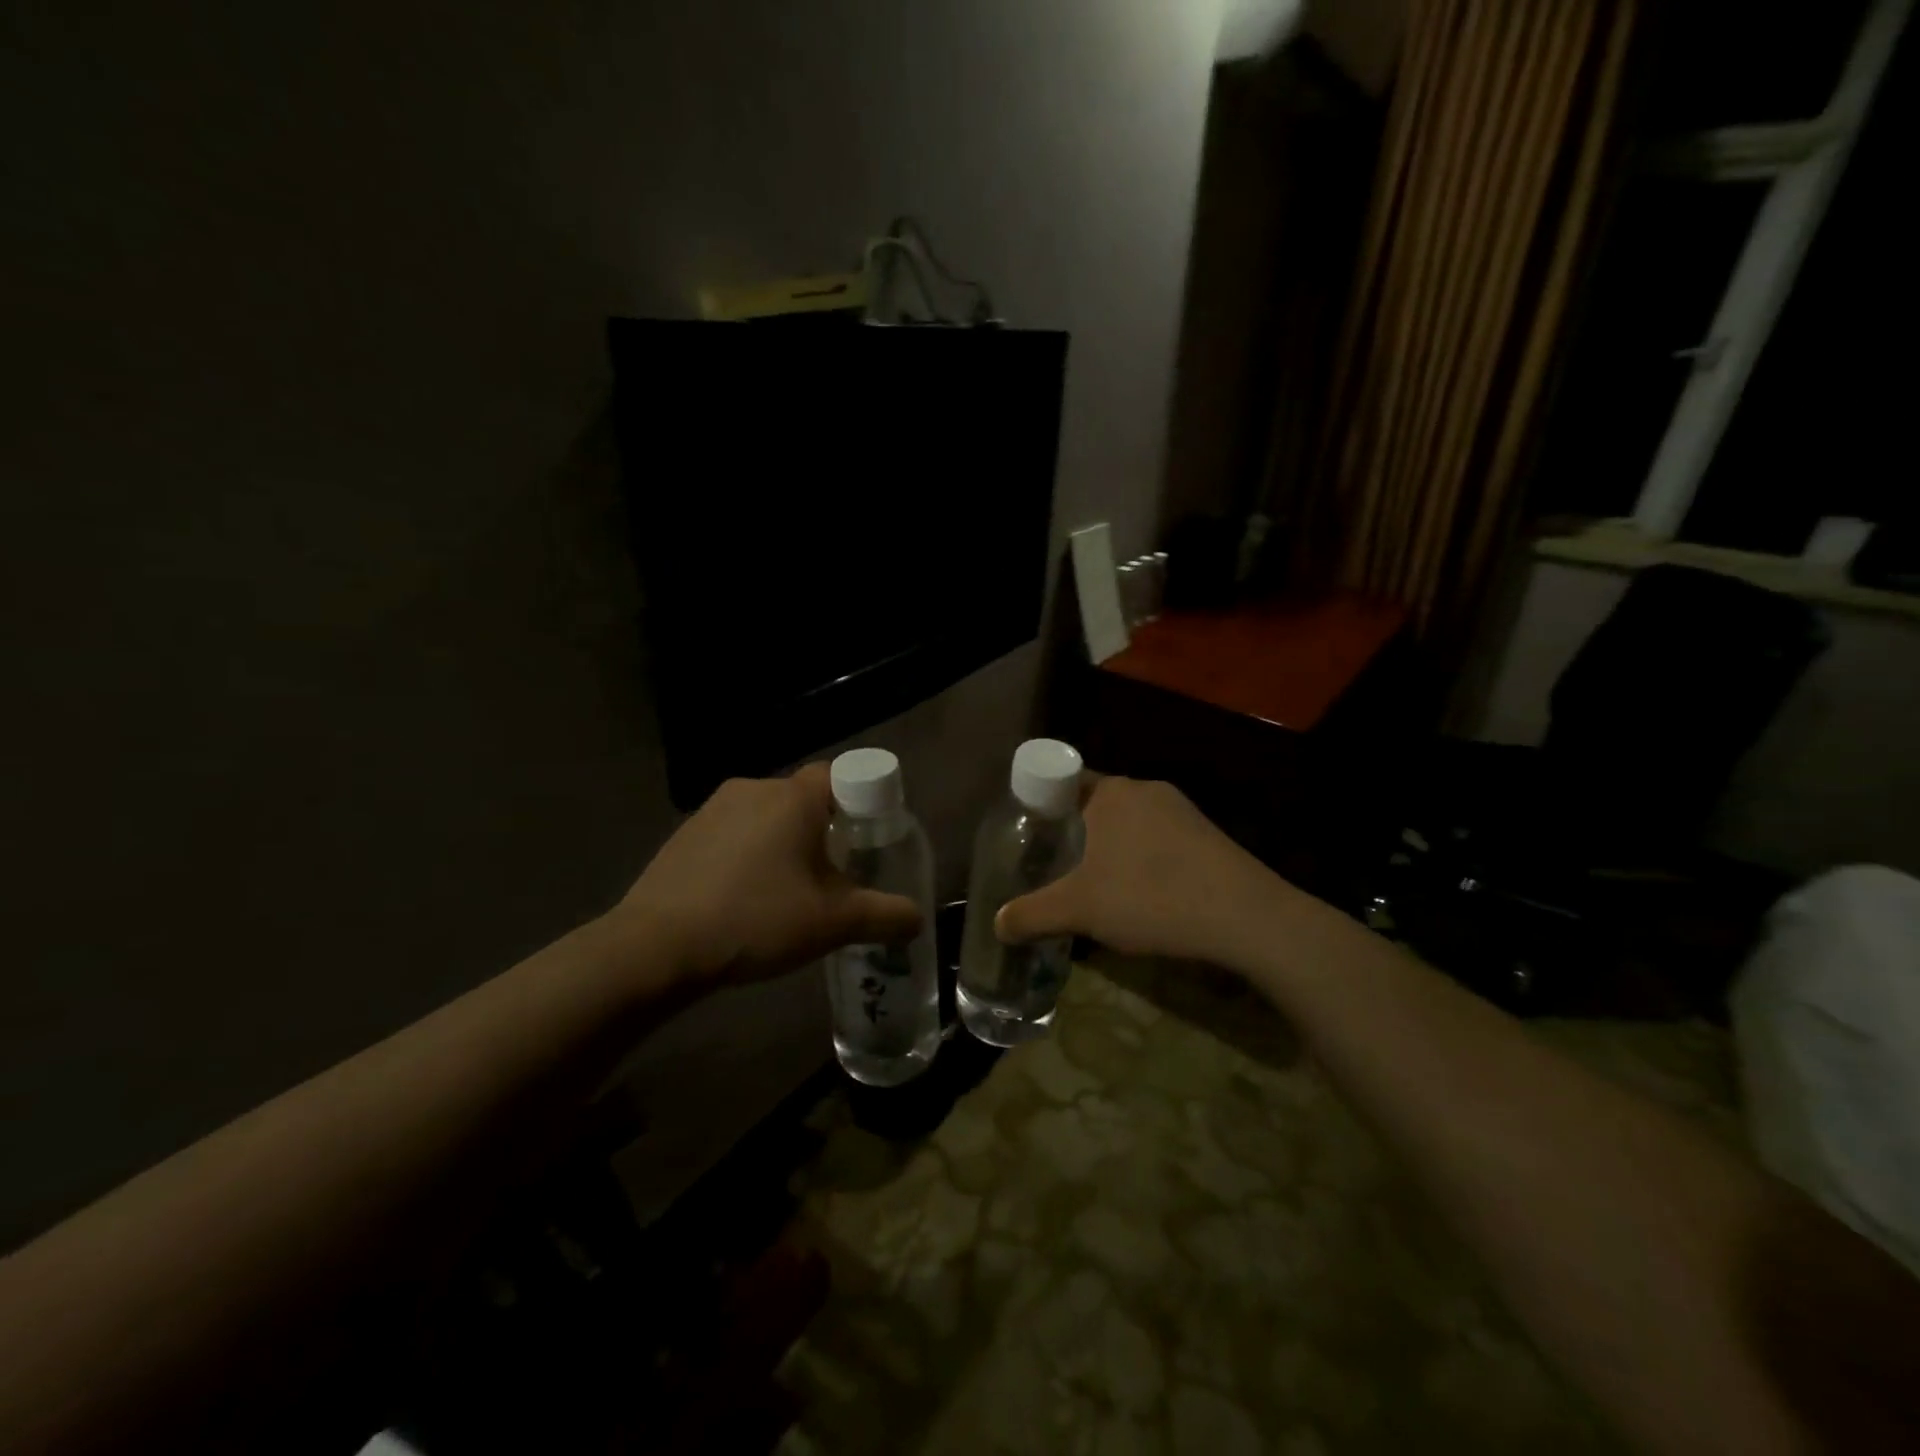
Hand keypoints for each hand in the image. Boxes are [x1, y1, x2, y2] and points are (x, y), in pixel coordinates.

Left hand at [610, 765, 922, 986]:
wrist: (656, 947)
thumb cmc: (756, 919)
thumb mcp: (833, 923)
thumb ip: (885, 916)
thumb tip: (918, 919)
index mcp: (793, 797)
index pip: (841, 775)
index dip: (862, 801)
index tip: (868, 838)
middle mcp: (753, 788)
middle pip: (804, 799)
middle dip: (824, 830)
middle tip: (835, 875)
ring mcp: (712, 810)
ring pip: (766, 817)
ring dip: (783, 844)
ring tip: (788, 892)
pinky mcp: (684, 834)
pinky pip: (733, 834)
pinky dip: (748, 855)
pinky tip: (744, 898)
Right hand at [995, 776, 1284, 967]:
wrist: (1247, 918)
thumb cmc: (1151, 897)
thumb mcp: (1080, 909)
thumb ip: (1032, 915)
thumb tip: (997, 924)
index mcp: (1111, 792)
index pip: (1061, 783)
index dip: (1039, 808)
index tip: (1027, 840)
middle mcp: (1145, 789)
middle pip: (1093, 805)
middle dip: (1072, 834)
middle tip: (1053, 869)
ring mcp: (1182, 810)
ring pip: (1128, 824)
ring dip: (1109, 850)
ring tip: (1095, 888)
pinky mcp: (1207, 835)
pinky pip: (1158, 840)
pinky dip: (1142, 861)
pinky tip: (1143, 897)